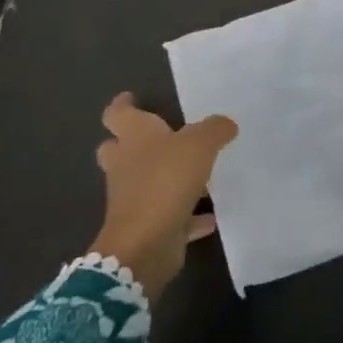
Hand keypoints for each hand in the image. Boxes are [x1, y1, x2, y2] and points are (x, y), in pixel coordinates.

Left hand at [88, 93, 236, 301]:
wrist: (145, 244)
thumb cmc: (165, 181)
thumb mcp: (199, 144)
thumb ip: (214, 129)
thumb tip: (225, 124)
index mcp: (133, 138)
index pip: (117, 114)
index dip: (122, 104)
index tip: (130, 98)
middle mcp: (127, 165)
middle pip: (118, 149)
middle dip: (131, 143)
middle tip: (157, 136)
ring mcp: (134, 199)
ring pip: (144, 182)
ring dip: (163, 178)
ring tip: (194, 174)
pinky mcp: (147, 226)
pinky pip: (170, 216)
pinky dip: (188, 216)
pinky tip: (211, 215)